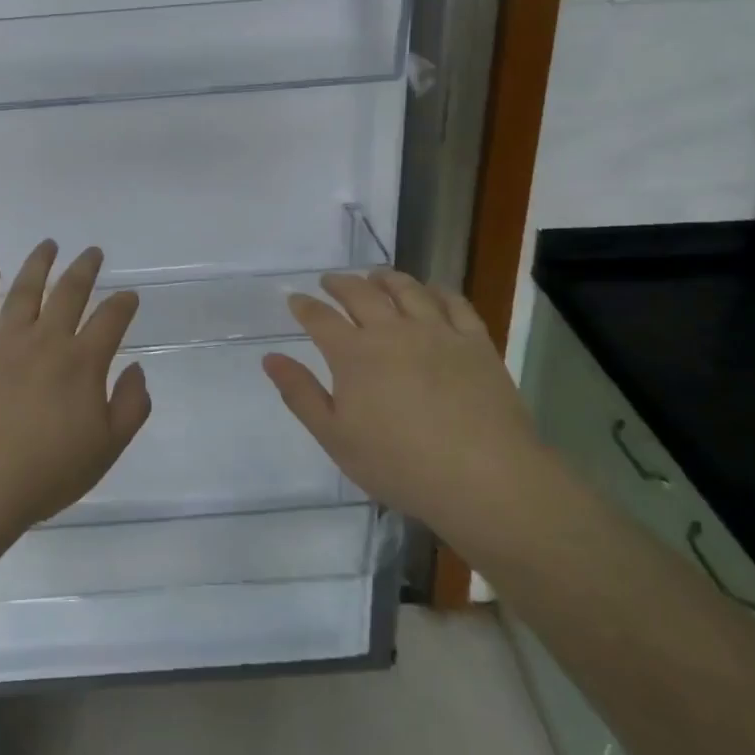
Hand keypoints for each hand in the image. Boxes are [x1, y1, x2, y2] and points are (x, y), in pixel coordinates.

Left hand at [0, 241, 151, 537]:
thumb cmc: (45, 473)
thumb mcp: (105, 450)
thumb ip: (130, 406)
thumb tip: (136, 368)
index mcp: (82, 362)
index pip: (110, 319)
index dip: (123, 304)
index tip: (129, 295)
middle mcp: (45, 340)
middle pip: (69, 292)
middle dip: (84, 269)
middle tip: (93, 252)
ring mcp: (3, 341)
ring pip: (25, 290)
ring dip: (39, 264)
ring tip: (49, 245)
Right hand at [262, 269, 544, 551]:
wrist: (484, 479)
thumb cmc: (400, 465)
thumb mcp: (336, 438)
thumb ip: (301, 394)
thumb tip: (270, 357)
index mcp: (354, 354)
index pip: (320, 318)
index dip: (304, 306)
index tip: (295, 299)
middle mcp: (392, 330)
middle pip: (361, 293)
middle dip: (340, 283)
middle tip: (330, 281)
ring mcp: (437, 332)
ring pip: (407, 289)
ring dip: (386, 278)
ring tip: (376, 276)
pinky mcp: (475, 341)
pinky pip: (454, 302)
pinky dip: (437, 290)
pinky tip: (432, 291)